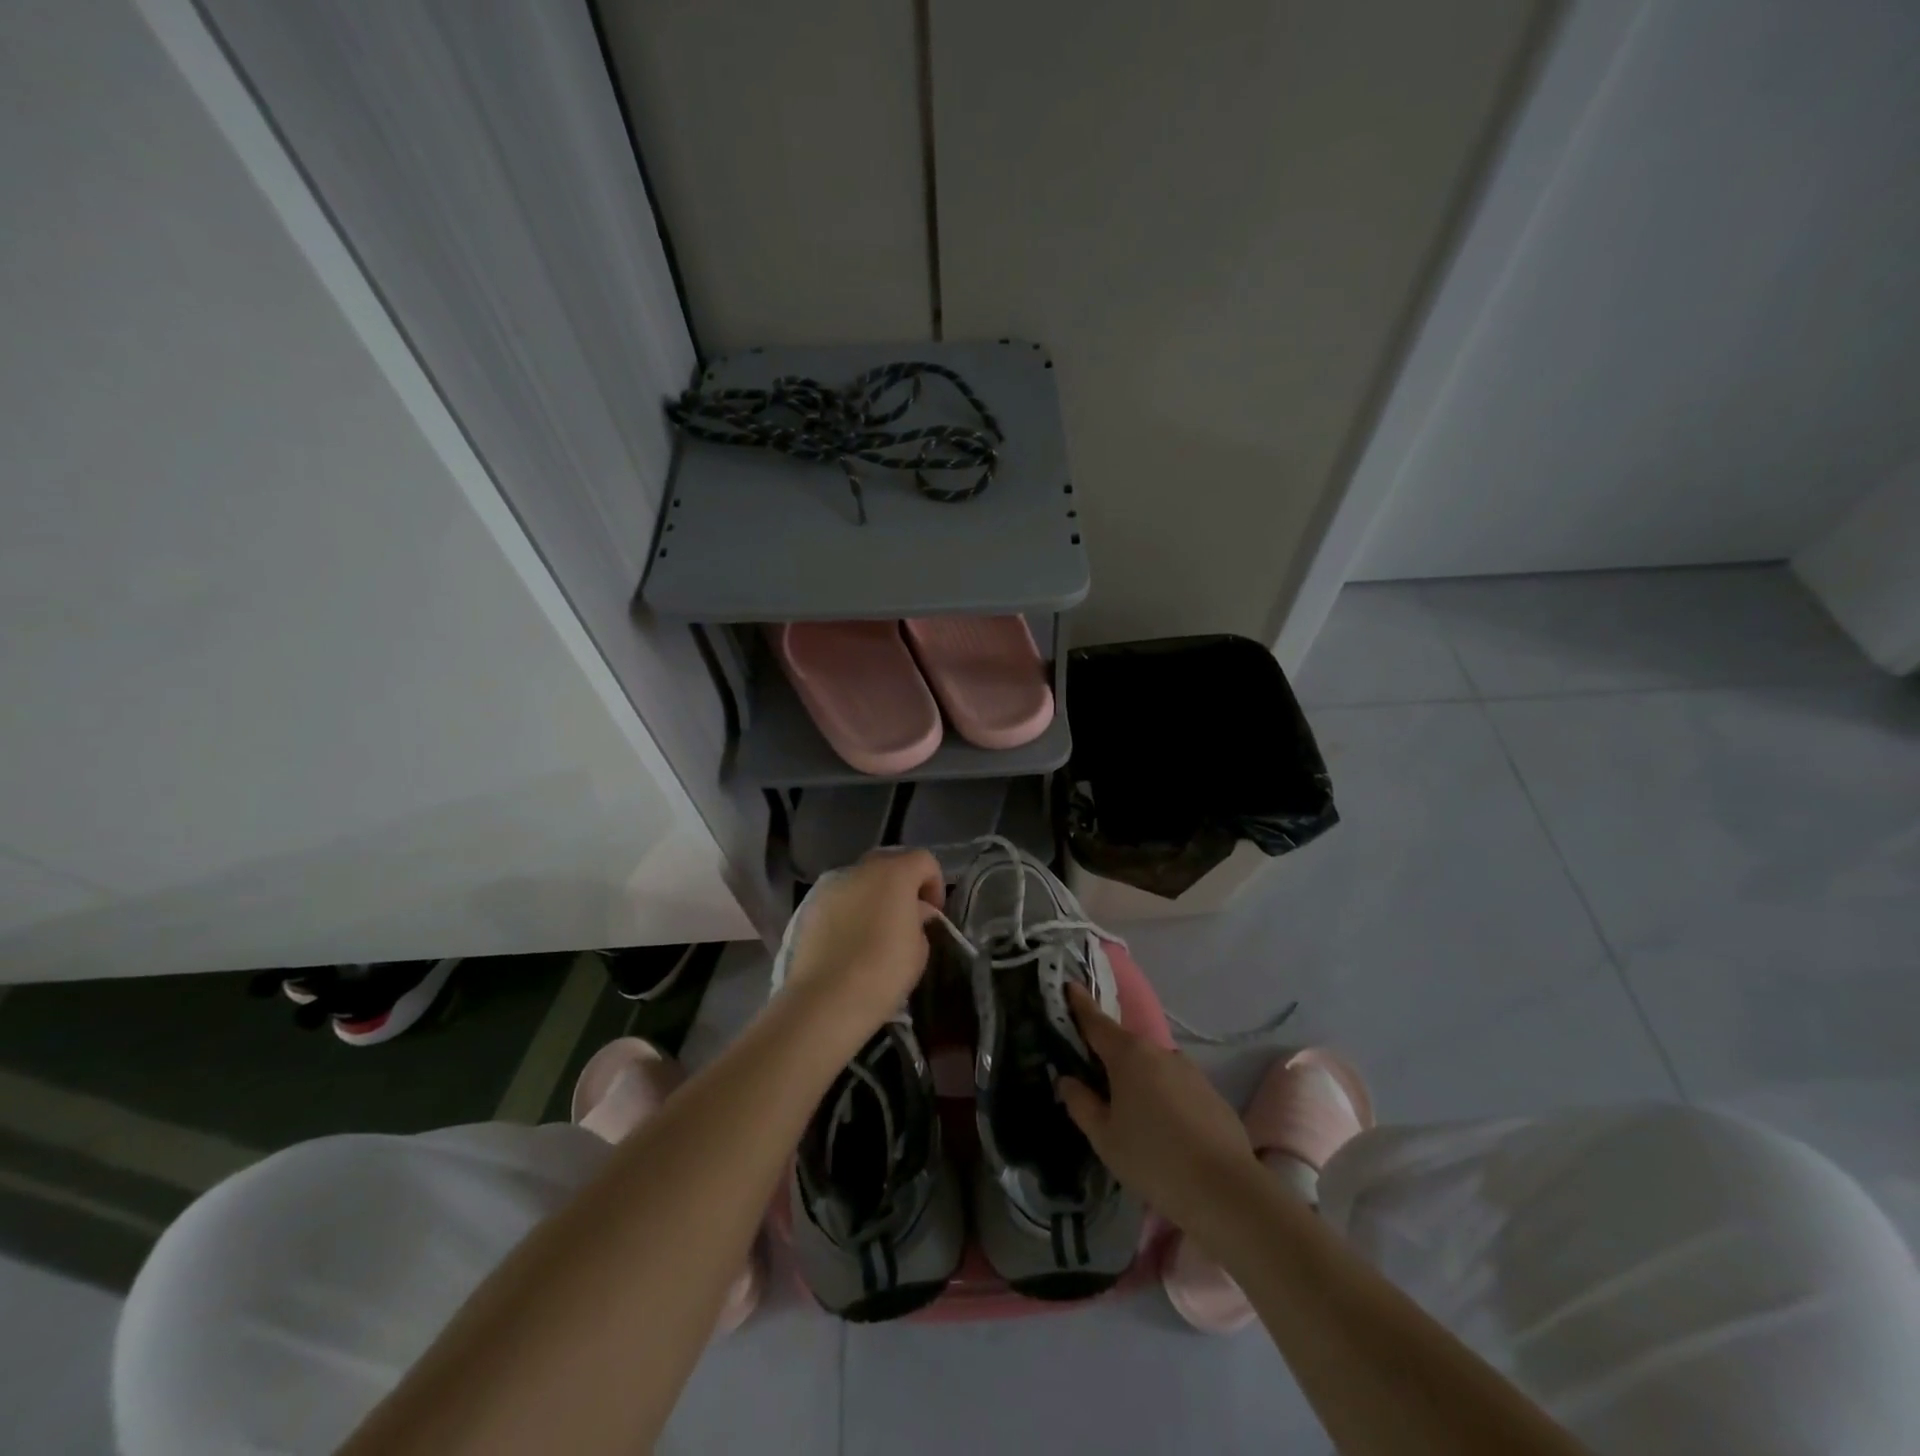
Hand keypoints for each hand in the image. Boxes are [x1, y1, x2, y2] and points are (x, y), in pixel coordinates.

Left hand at [777, 848, 944, 1049]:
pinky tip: (851, 939)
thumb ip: (920, 920)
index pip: (924, 860)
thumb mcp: (919, 949)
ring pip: (861, 879)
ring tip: (877, 928)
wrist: (826, 1000)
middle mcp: (861, 870)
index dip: (935, 883)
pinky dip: (851, 909)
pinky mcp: (810, 906)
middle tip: (907, 915)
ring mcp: (831, 886)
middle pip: (890, 862)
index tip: (934, 914)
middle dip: (903, 883)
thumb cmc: (883, 973)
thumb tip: (914, 912)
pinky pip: (840, 898)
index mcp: (895, 873)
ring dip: (875, 895)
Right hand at [1057, 984, 1256, 1233]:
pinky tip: (1164, 1130)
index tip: (1070, 986)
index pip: (1097, 1021)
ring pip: (1152, 1067)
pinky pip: (1175, 1085)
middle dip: (1109, 1055)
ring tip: (1131, 1115)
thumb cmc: (1153, 1159)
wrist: (1226, 1191)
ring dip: (1138, 1080)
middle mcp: (1159, 1052)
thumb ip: (1081, 1104)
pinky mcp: (1210, 1092)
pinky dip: (1163, 1097)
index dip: (1080, 1004)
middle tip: (1093, 1078)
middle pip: (1125, 1046)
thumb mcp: (1104, 1138)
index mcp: (1128, 1055)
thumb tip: (1067, 1080)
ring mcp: (1189, 1070)